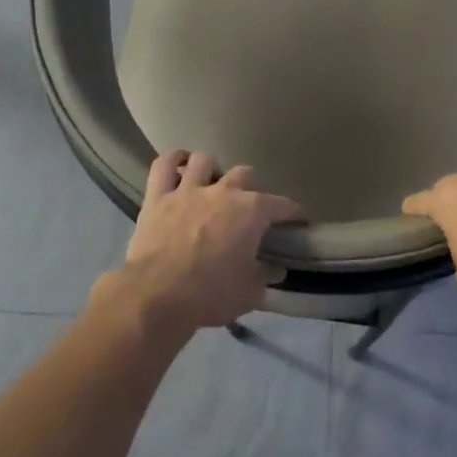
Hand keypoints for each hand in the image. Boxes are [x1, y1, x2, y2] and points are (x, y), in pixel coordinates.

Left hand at [114, 151, 305, 332]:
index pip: (283, 205)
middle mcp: (223, 191)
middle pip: (244, 174)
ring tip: (213, 183)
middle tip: (248, 208)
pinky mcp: (157, 196)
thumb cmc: (211, 293)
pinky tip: (179, 165)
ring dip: (212, 170)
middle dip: (250, 188)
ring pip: (204, 161)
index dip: (294, 212)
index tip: (299, 220)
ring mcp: (188, 190)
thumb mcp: (249, 292)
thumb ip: (265, 276)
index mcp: (252, 211)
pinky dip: (172, 161)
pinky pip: (163, 165)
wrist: (157, 295)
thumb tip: (275, 268)